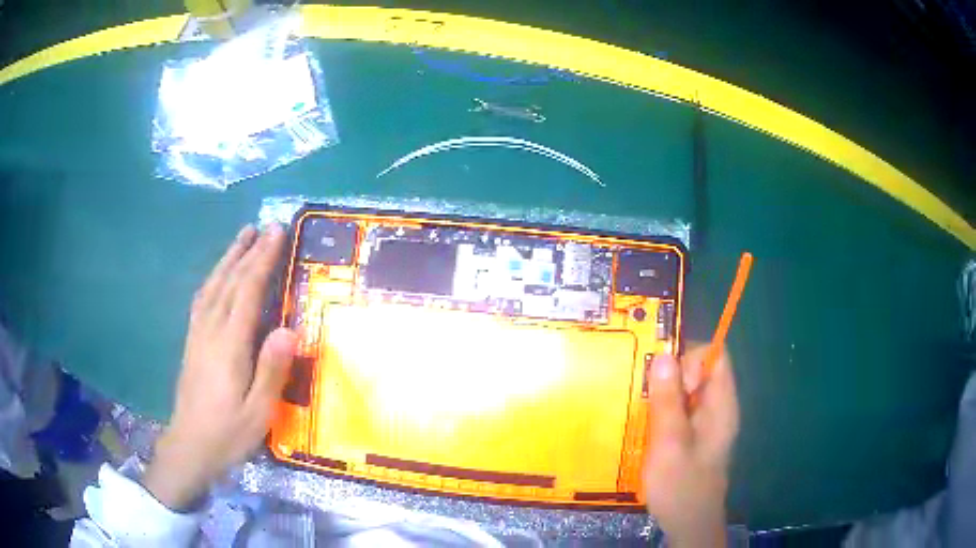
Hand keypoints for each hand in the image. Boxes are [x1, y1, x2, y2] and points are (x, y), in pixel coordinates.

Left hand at [143, 224, 296, 509]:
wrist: (189, 447)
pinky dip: (213, 279)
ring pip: (212, 286)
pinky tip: (217, 276)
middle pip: (229, 282)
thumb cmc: (228, 433)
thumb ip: (272, 370)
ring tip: (242, 238)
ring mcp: (197, 335)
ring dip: (228, 259)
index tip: (276, 233)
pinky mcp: (191, 342)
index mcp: (229, 346)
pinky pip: (202, 300)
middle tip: (264, 227)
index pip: (247, 292)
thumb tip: (290, 329)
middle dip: (247, 252)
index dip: (262, 260)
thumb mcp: (258, 412)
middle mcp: (210, 331)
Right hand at [643, 345, 738, 547]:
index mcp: (721, 405)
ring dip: (662, 394)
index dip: (690, 358)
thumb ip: (668, 402)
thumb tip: (664, 356)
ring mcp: (705, 422)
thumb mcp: (670, 445)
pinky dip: (661, 409)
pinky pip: (678, 408)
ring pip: (686, 390)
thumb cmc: (681, 486)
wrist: (687, 523)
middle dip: (670, 375)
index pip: (715, 356)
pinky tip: (644, 426)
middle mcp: (717, 407)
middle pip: (698, 370)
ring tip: (640, 411)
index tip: (665, 380)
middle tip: (645, 397)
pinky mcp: (692, 434)